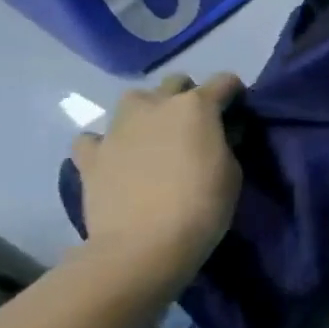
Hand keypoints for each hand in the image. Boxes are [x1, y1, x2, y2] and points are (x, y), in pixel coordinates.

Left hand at [70, 72, 245, 289]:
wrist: (142, 246)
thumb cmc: (202, 205)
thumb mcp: (233, 171)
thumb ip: (224, 142)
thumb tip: (218, 133)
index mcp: (196, 105)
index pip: (225, 81)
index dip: (235, 94)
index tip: (238, 112)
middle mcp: (155, 105)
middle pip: (175, 82)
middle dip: (188, 96)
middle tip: (196, 125)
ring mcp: (118, 128)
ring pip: (133, 100)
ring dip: (147, 112)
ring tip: (153, 137)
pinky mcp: (90, 155)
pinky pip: (95, 137)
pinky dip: (106, 143)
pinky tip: (115, 158)